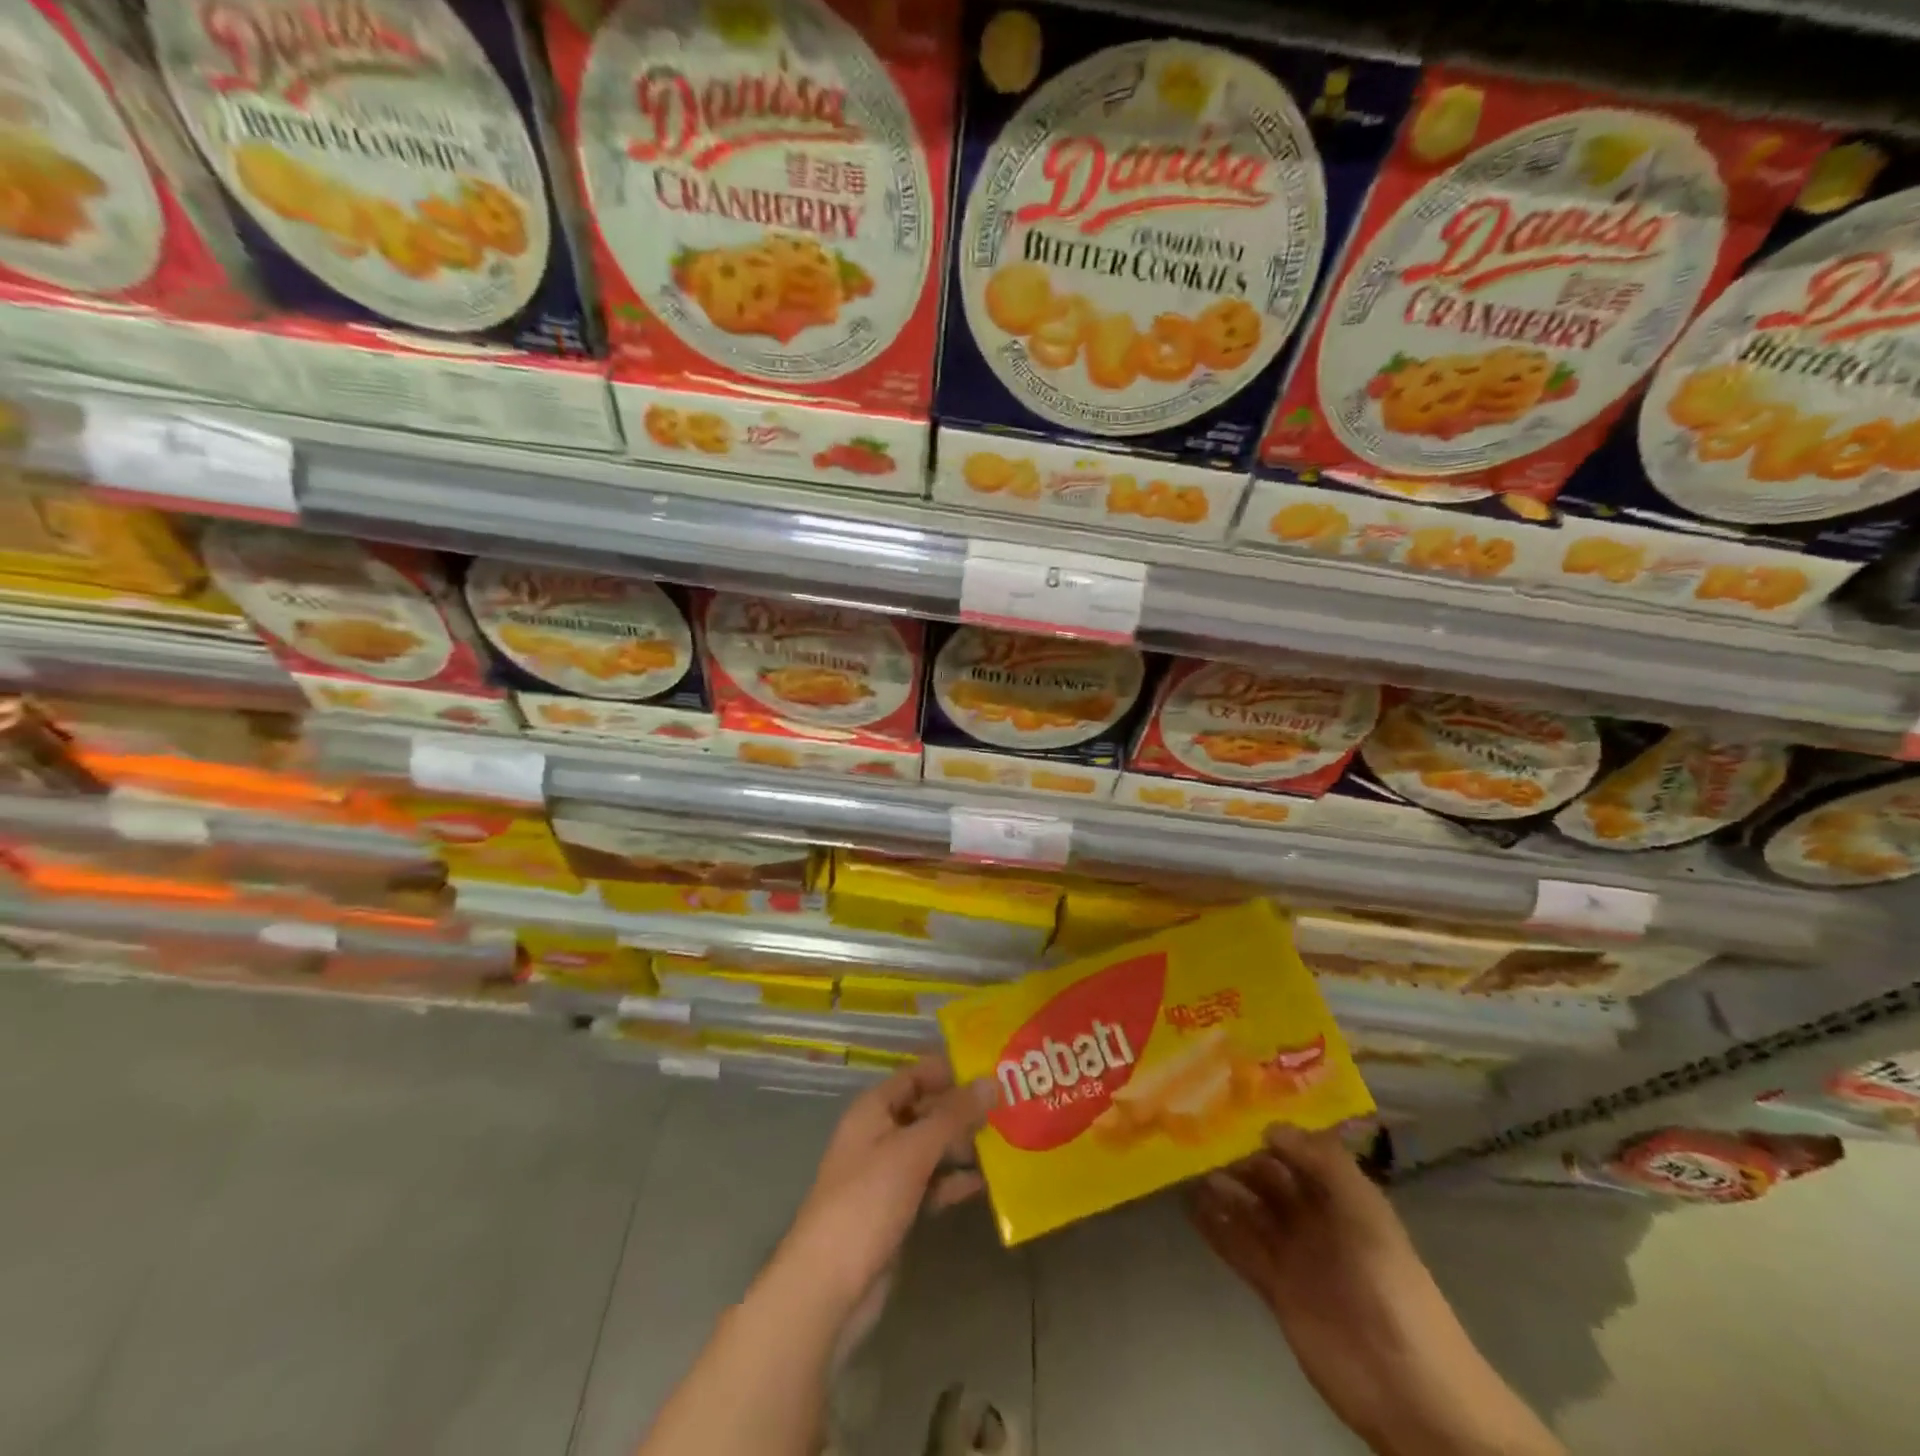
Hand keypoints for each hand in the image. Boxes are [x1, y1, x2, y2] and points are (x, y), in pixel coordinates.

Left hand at [772, 1057, 995, 1335]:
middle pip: (925, 1110)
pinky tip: (986, 1182)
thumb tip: (991, 1081)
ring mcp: (886, 1174)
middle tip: (1008, 1106)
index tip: (991, 1069)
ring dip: (962, 1145)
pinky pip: (930, 1184)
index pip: (915, 1075)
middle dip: (962, 1109)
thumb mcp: (913, 1151)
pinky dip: (953, 1181)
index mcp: (873, 1109)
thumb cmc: (867, 1202)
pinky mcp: (895, 1209)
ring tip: (1006, 1141)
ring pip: (930, 1148)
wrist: (828, 1286)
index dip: (949, 1070)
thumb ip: (953, 1116)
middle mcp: (878, 1134)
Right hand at [1190, 1125, 1562, 1455]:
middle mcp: (1315, 1219)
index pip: (1299, 1151)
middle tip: (1196, 1133)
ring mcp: (1294, 1255)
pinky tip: (1191, 1208)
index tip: (1229, 1104)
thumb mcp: (1365, 1213)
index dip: (1268, 1128)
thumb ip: (1323, 1163)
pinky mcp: (1276, 1289)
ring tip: (1186, 1166)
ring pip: (1250, 1210)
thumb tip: (1269, 1126)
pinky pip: (1241, 1249)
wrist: (1408, 1388)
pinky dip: (1217, 1229)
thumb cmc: (1390, 1286)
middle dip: (1237, 1156)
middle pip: (1269, 1178)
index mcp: (1341, 1196)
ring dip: (1222, 1188)